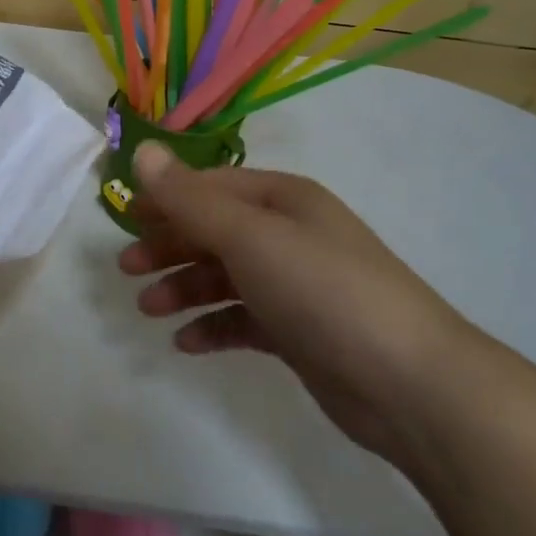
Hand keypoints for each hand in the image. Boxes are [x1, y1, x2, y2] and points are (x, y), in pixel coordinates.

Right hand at [121, 142, 475, 463]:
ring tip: (148, 309)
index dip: (165, 197)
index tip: (123, 216)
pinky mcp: (299, 332)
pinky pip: (243, 319)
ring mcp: (296, 285)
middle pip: (214, 231)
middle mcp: (289, 234)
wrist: (411, 385)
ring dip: (184, 288)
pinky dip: (213, 325)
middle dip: (168, 246)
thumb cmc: (323, 291)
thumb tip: (143, 150)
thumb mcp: (249, 236)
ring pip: (225, 276)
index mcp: (283, 200)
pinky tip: (187, 342)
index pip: (210, 187)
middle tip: (126, 268)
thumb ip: (189, 198)